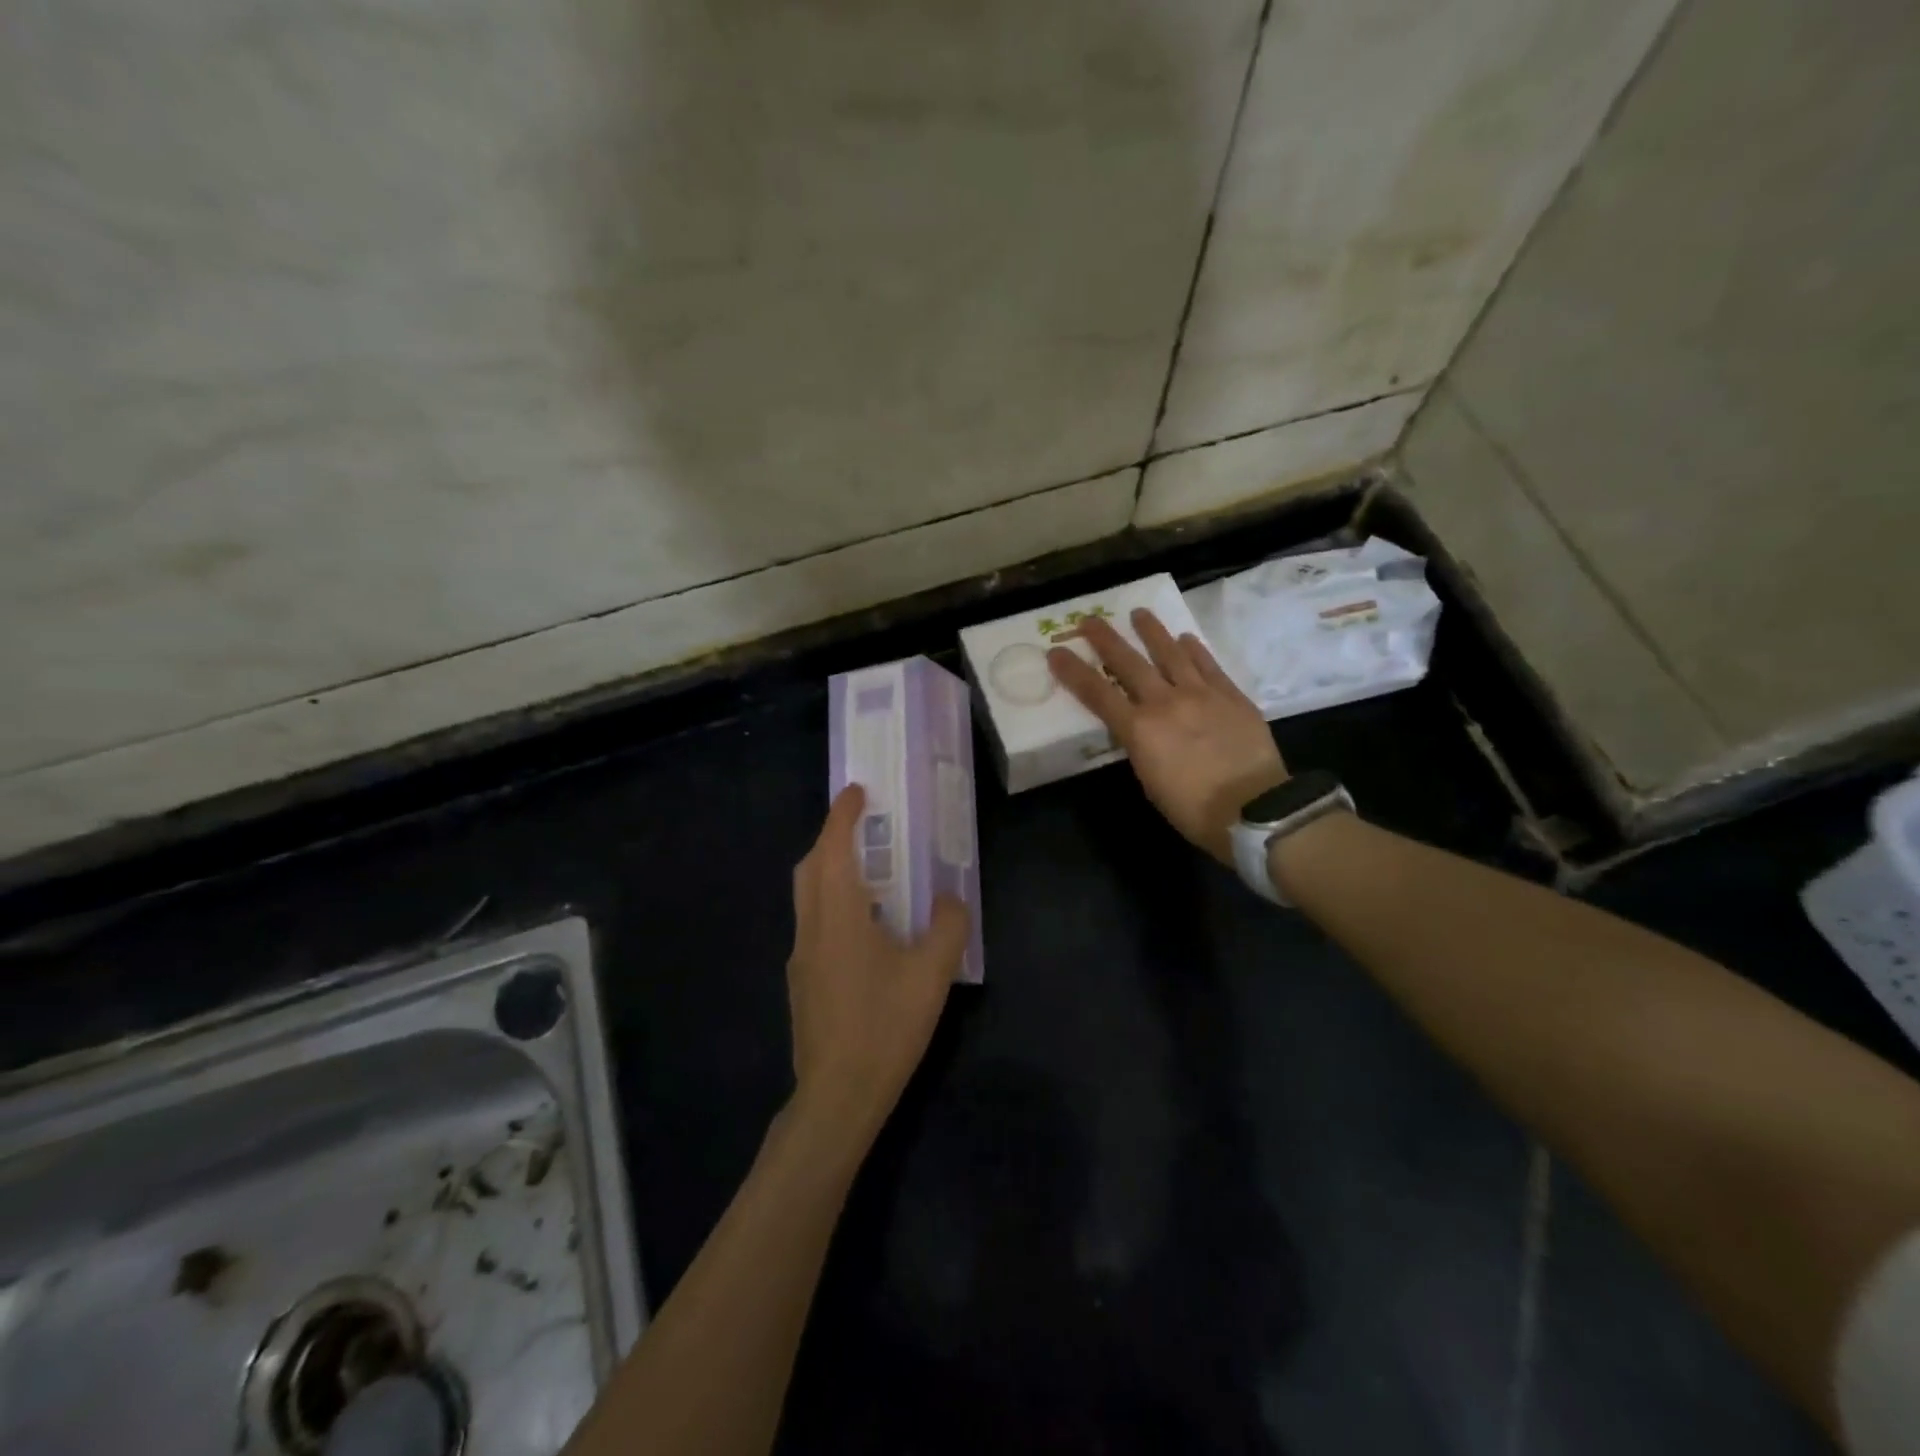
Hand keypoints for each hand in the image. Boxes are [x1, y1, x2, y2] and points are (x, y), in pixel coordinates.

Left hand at [786, 784, 969, 1146]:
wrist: (838, 1095)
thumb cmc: (885, 1026)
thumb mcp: (932, 974)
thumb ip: (948, 926)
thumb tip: (950, 898)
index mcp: (838, 915)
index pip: (833, 847)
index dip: (843, 814)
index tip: (858, 790)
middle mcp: (811, 928)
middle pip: (810, 867)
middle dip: (831, 838)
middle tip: (865, 827)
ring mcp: (800, 957)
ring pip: (808, 897)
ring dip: (831, 872)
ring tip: (871, 875)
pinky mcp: (802, 982)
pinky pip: (814, 924)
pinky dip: (833, 905)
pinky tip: (865, 931)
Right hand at [1049, 609, 1286, 863]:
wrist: (1254, 809)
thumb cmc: (1193, 809)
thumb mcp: (1150, 781)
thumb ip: (1141, 747)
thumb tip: (1141, 731)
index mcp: (1139, 730)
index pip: (1097, 693)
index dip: (1073, 672)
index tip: (1056, 652)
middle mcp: (1165, 702)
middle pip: (1129, 663)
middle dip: (1106, 639)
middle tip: (1090, 619)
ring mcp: (1201, 694)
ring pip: (1171, 653)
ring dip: (1152, 632)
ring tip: (1139, 613)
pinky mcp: (1231, 695)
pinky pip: (1208, 665)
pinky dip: (1194, 649)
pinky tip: (1186, 638)